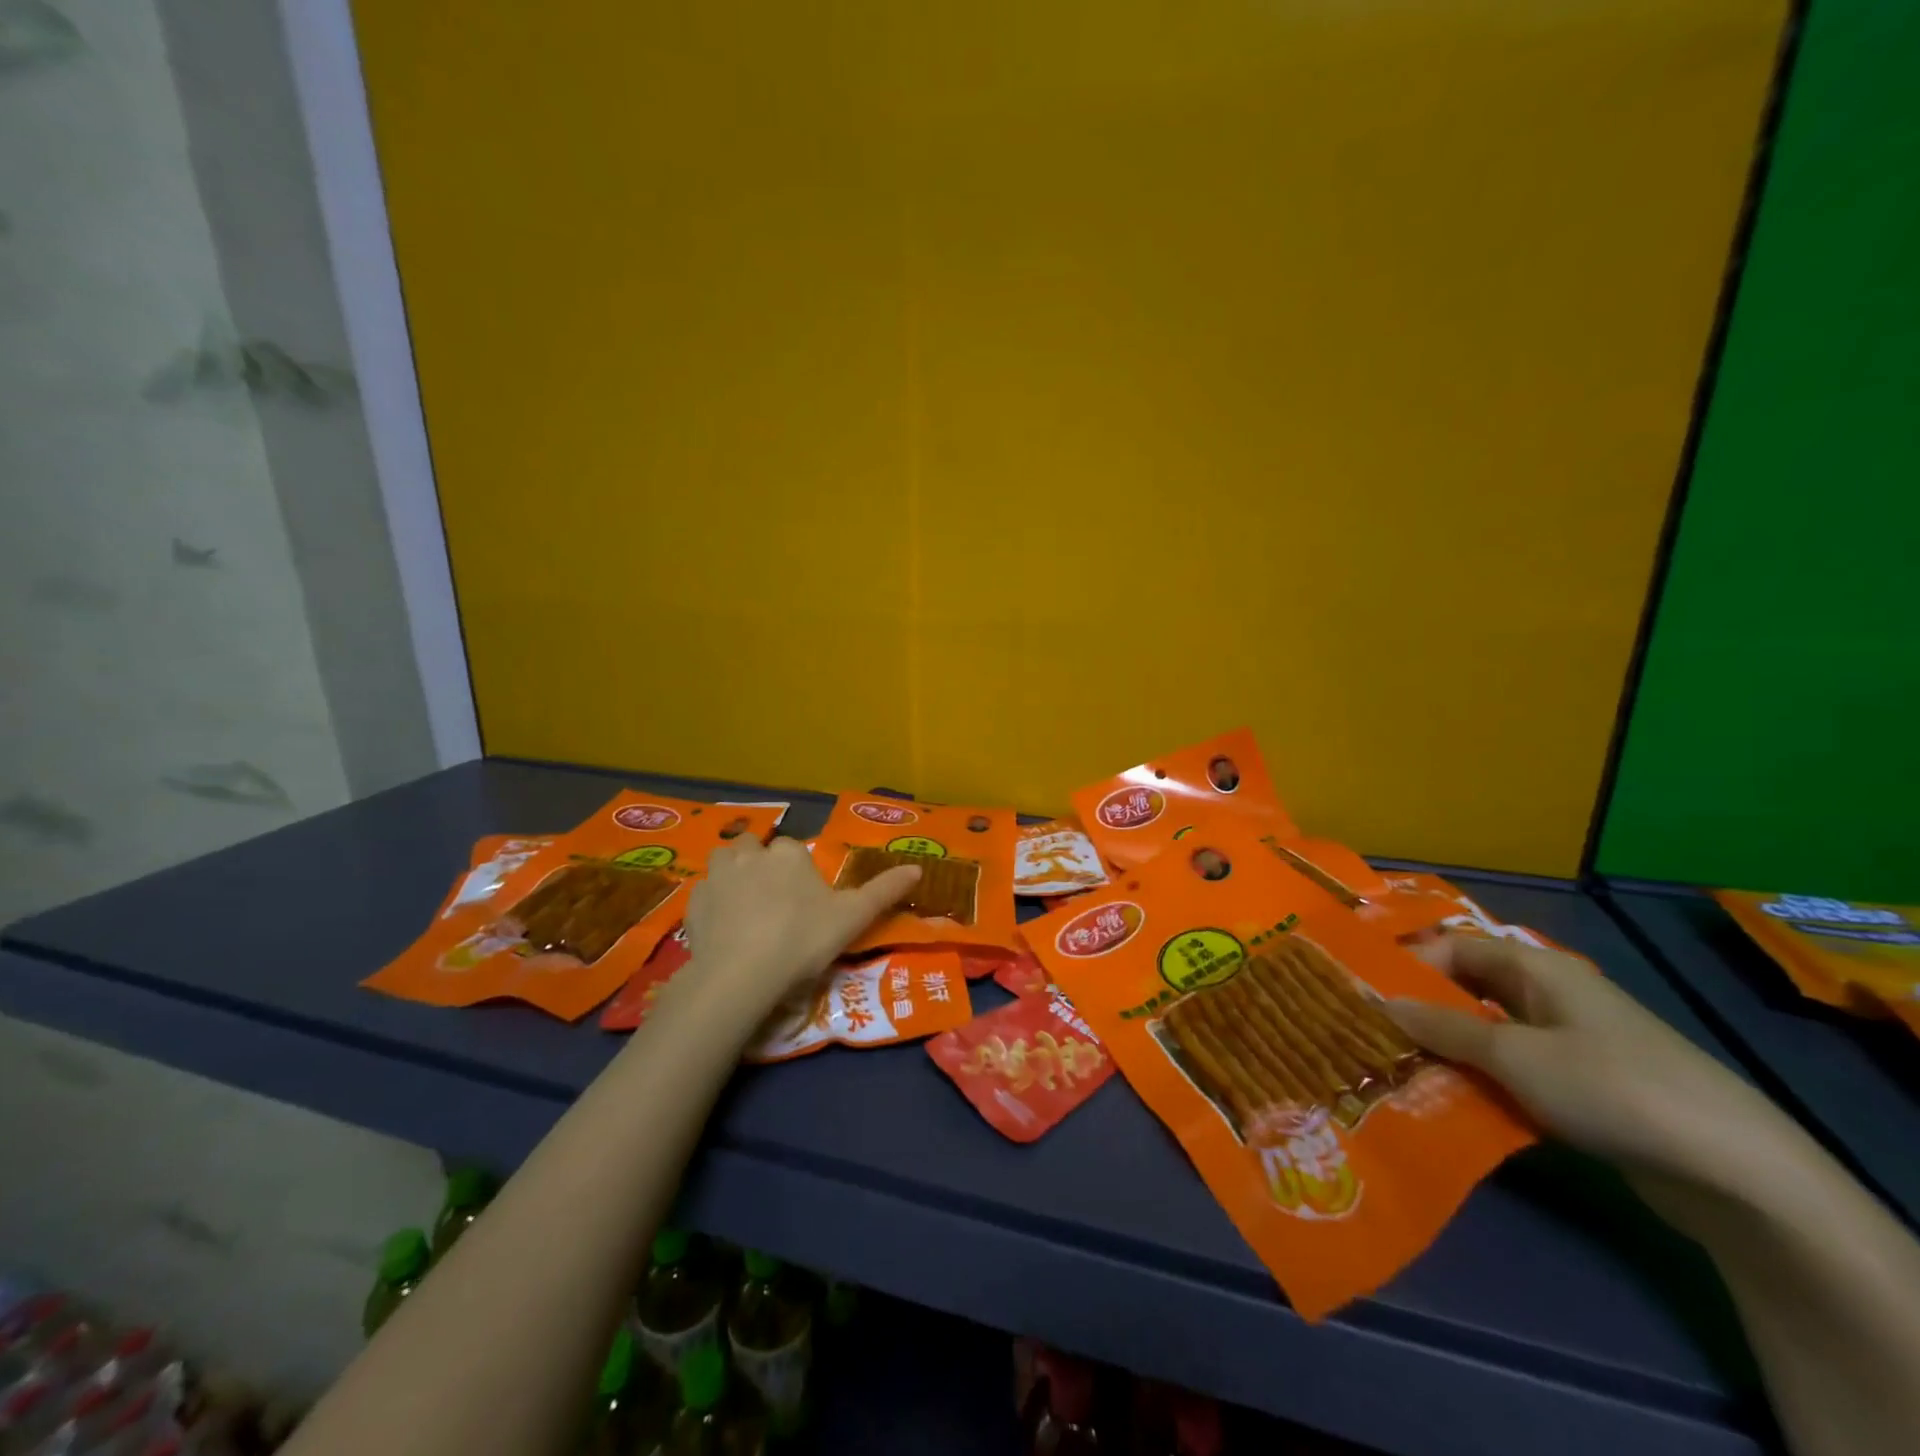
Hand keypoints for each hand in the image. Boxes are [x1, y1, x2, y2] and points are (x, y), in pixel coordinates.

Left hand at [678, 835, 920, 1014]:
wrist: (741, 975)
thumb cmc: (802, 940)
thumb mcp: (852, 918)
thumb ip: (884, 891)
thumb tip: (918, 869)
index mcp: (788, 854)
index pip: (793, 850)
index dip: (798, 872)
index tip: (806, 902)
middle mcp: (750, 854)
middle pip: (754, 848)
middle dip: (760, 864)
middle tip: (773, 901)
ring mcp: (717, 877)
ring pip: (724, 863)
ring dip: (732, 876)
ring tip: (744, 908)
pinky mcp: (692, 904)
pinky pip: (704, 895)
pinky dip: (712, 905)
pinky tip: (722, 930)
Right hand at [1387, 936, 1796, 1190]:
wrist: (1736, 1172)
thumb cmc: (1609, 1087)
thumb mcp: (1513, 1054)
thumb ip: (1441, 1027)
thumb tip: (1377, 1001)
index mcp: (1536, 968)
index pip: (1453, 947)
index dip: (1408, 964)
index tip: (1364, 994)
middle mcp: (1550, 995)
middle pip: (1468, 989)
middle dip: (1421, 1010)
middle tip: (1372, 1034)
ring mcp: (1570, 1041)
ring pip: (1488, 1033)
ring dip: (1448, 1050)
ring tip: (1400, 1070)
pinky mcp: (1584, 1086)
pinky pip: (1515, 1069)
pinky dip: (1481, 1079)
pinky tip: (1452, 1101)